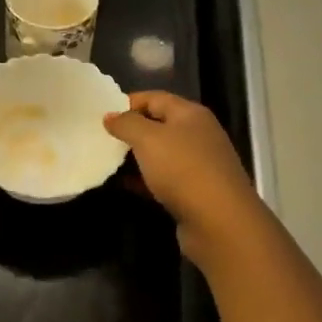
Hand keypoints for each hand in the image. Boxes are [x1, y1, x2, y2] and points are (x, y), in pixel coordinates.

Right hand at [104, 92, 269, 272]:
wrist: (220, 223)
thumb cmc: (182, 170)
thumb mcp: (148, 139)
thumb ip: (126, 123)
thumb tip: (110, 116)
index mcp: (190, 114)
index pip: (155, 98)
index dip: (128, 102)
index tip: (102, 114)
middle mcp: (197, 135)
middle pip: (158, 125)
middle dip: (130, 131)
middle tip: (100, 138)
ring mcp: (198, 165)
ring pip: (160, 154)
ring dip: (135, 157)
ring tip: (106, 161)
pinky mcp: (195, 192)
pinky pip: (163, 179)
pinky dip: (144, 180)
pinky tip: (124, 185)